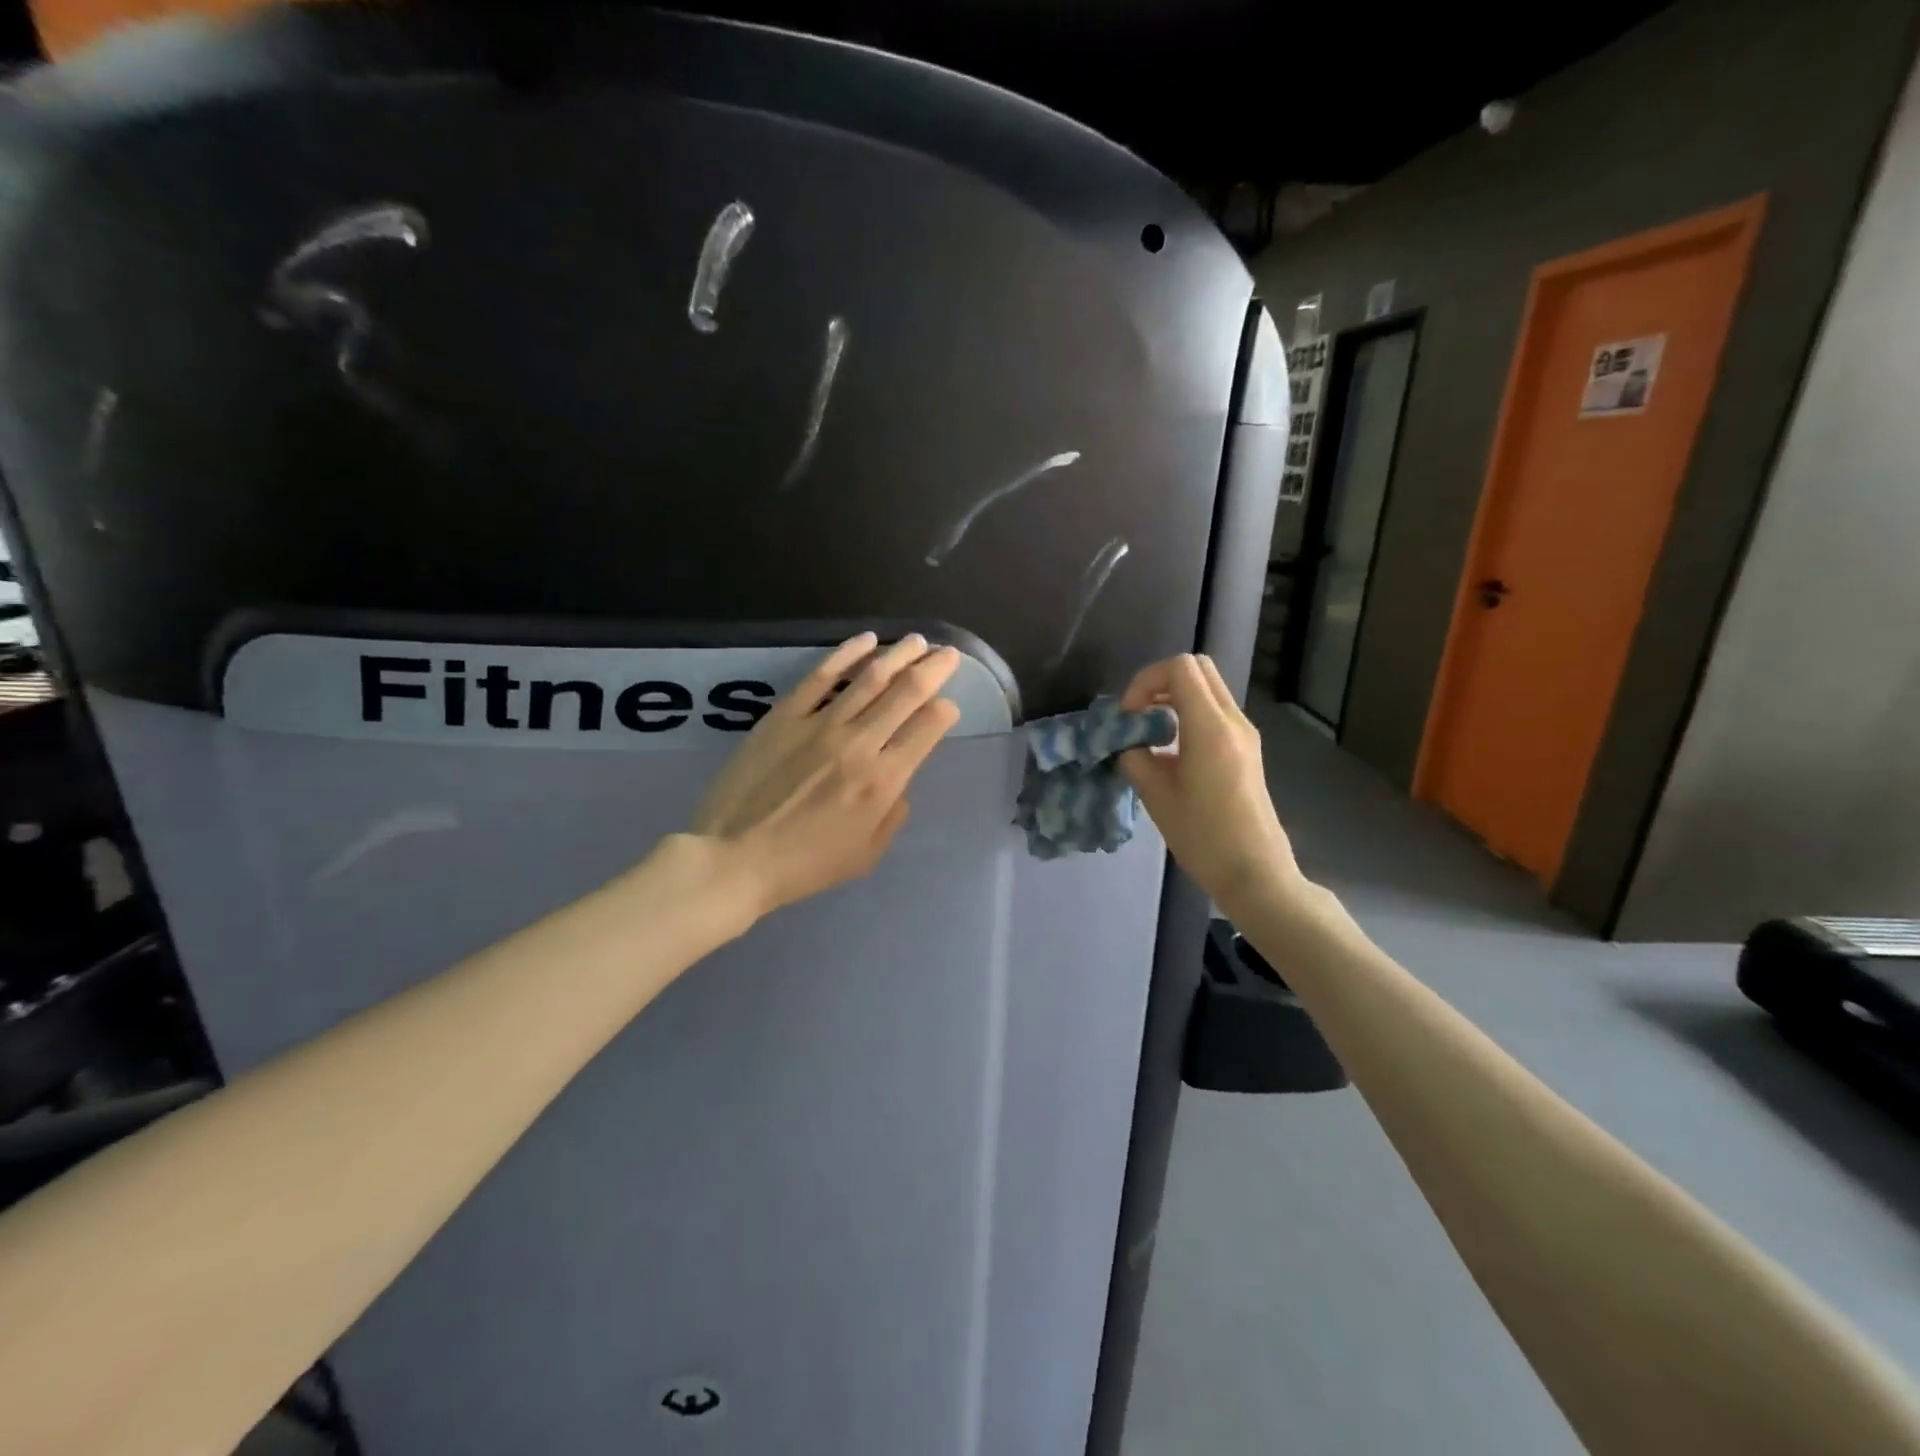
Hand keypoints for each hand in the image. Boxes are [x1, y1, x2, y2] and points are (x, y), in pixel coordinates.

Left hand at [688, 632, 961, 918]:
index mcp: (883, 780)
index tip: (948, 705)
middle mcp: (859, 743)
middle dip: (933, 669)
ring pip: (870, 676)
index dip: (945, 710)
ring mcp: (820, 723)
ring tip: (917, 641)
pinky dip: (847, 654)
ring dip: (899, 654)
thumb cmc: (805, 865)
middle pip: (907, 692)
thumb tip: (899, 781)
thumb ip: (893, 815)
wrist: (734, 857)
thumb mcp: (866, 855)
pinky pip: (822, 675)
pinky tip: (866, 641)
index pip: (928, 728)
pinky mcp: (785, 715)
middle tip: (948, 654)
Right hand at [1117, 654, 1305, 915]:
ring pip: (1208, 688)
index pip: (1180, 668)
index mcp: (1211, 728)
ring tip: (1150, 734)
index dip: (1145, 681)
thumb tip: (1128, 743)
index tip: (1129, 716)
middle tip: (1138, 715)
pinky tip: (1170, 752)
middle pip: (1197, 668)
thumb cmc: (1204, 838)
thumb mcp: (1157, 797)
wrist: (1255, 872)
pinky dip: (1188, 715)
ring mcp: (1244, 734)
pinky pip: (1215, 712)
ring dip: (1174, 698)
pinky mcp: (1246, 749)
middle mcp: (1233, 721)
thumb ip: (1136, 759)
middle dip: (1160, 682)